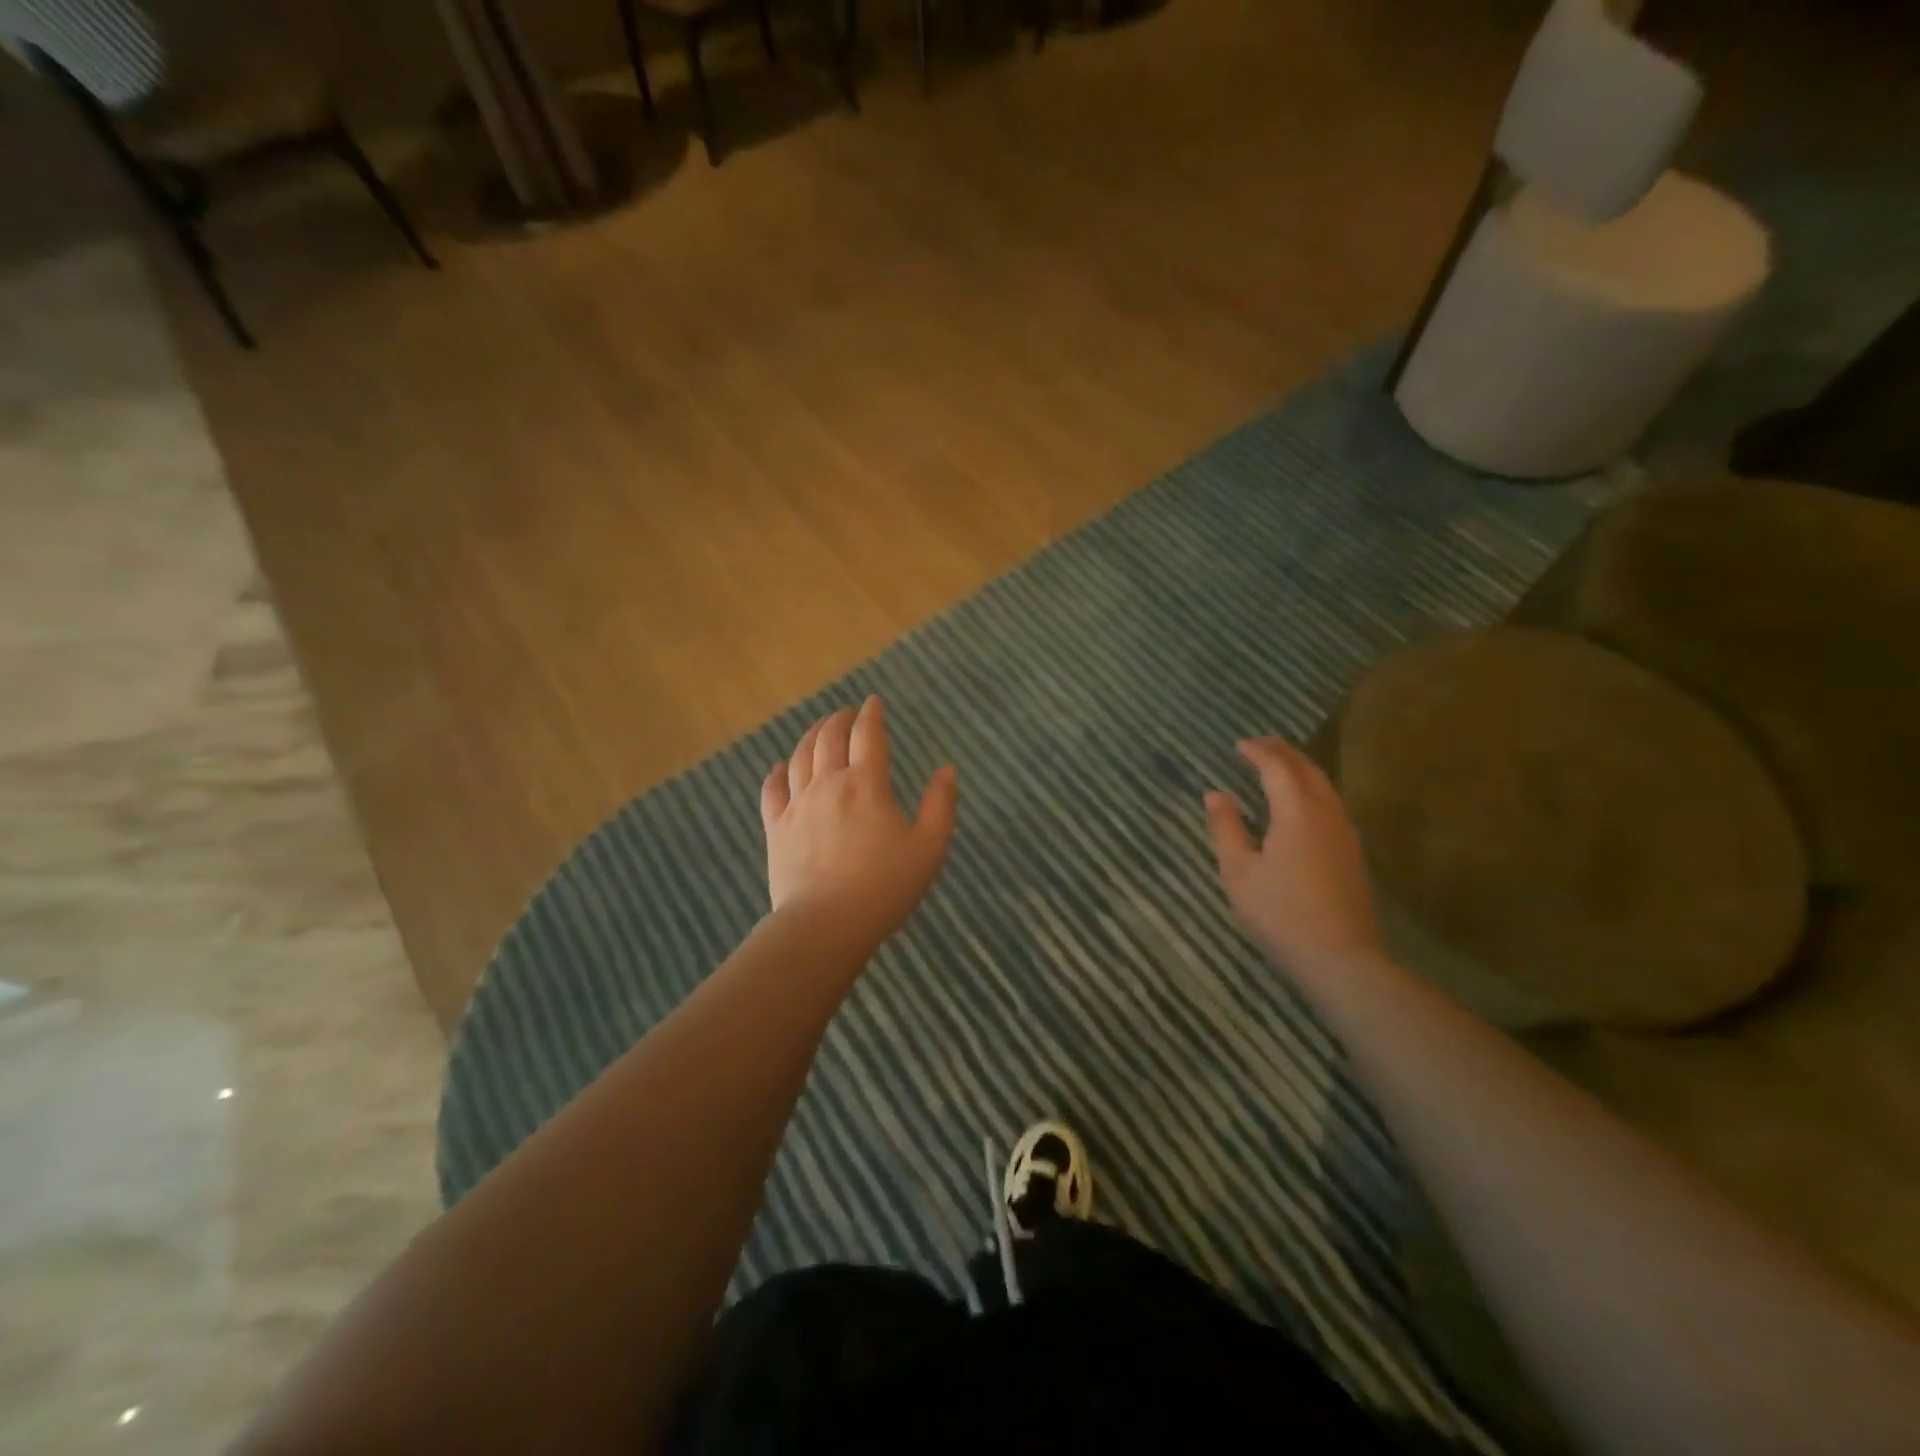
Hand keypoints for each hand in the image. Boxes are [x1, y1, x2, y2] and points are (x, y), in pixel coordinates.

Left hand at [760, 698, 957, 951]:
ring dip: (810, 736)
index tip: (873, 703)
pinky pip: (772, 790)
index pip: (868, 735)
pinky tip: (779, 767)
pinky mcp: (776, 828)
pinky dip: (776, 773)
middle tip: (847, 713)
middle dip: (839, 720)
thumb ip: (941, 805)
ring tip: (819, 729)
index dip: (871, 714)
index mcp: (866, 784)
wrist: (826, 924)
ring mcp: (797, 804)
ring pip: (799, 757)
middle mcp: (828, 784)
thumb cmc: (884, 887)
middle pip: (829, 738)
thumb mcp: (928, 848)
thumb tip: (947, 770)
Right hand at [1205, 737, 1381, 972]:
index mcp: (1297, 812)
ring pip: (1324, 786)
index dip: (1258, 752)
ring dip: (1300, 770)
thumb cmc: (1280, 913)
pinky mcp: (1352, 853)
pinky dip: (1311, 790)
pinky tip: (1299, 805)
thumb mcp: (1239, 872)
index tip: (1239, 744)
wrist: (1340, 958)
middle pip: (1307, 770)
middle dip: (1283, 753)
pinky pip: (1330, 804)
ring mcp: (1344, 833)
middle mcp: (1326, 814)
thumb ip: (1226, 828)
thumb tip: (1215, 795)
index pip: (1277, 768)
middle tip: (1260, 745)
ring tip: (1278, 767)